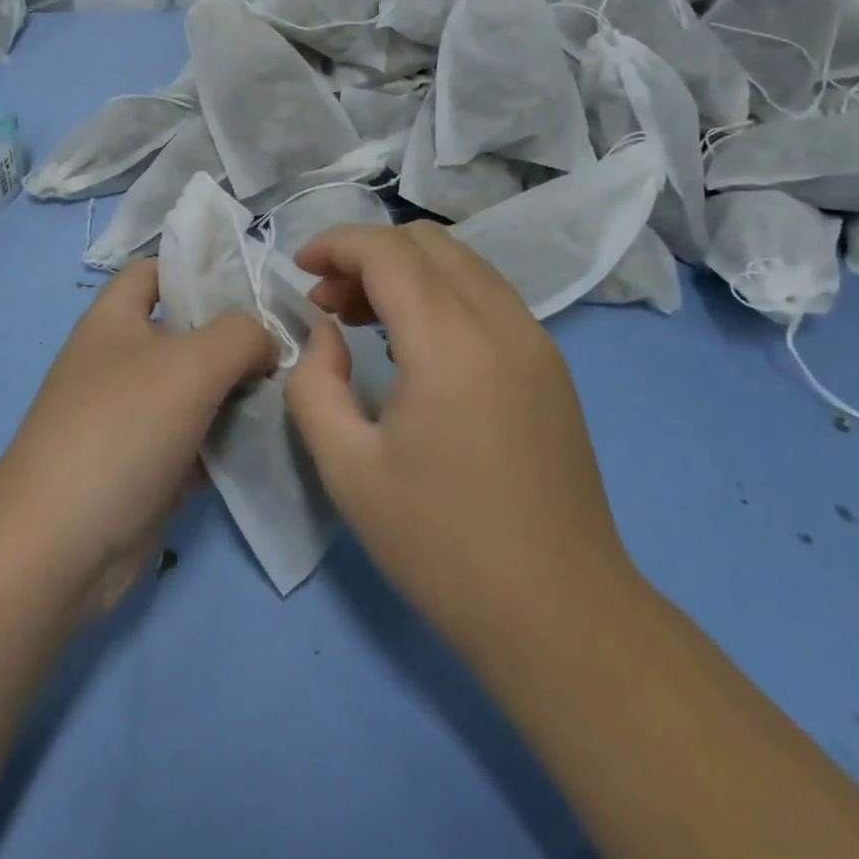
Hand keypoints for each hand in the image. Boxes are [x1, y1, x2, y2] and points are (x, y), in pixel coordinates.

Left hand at [0, 259, 274, 615]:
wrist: (61, 547)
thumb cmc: (121, 430)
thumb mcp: (190, 363)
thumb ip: (240, 335)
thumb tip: (265, 340)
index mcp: (113, 320)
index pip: (155, 271)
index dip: (199, 268)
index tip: (255, 284)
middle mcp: (119, 360)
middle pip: (184, 332)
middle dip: (234, 336)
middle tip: (290, 344)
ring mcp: (131, 416)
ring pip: (195, 389)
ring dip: (237, 390)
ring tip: (290, 389)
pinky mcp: (145, 466)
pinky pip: (194, 438)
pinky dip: (226, 438)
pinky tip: (268, 440)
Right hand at [285, 222, 636, 657]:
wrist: (561, 617)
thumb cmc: (442, 545)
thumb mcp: (347, 469)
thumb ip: (314, 384)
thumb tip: (324, 334)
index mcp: (452, 344)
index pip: (389, 251)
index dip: (336, 243)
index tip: (298, 268)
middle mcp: (502, 324)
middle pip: (428, 242)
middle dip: (366, 253)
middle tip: (326, 301)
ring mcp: (536, 342)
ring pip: (461, 263)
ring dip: (403, 270)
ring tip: (359, 317)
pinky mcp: (550, 366)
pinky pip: (486, 296)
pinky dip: (438, 293)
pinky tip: (412, 343)